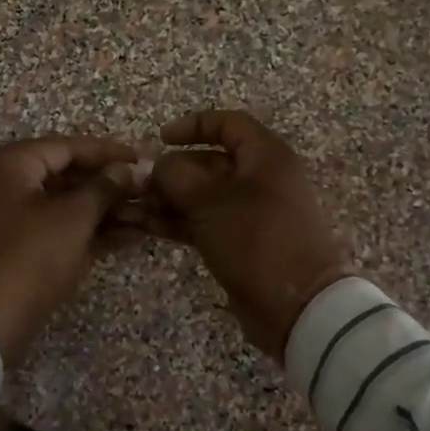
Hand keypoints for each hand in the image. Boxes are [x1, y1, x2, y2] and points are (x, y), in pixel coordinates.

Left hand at [0, 135, 139, 362]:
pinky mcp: (15, 247)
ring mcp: (7, 217)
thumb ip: (102, 188)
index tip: (142, 158)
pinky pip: (56, 228)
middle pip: (66, 175)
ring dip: (104, 211)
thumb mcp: (73, 219)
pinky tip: (128, 237)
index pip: (67, 147)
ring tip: (146, 216)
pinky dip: (87, 231)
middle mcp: (3, 183)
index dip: (108, 152)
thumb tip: (124, 170)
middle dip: (109, 186)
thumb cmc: (30, 259)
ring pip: (64, 205)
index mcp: (10, 165)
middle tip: (147, 190)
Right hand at [132, 110, 355, 361]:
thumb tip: (156, 165)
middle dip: (171, 170)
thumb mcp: (210, 201)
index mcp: (265, 156)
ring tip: (131, 208)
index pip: (228, 124)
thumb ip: (176, 176)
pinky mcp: (240, 243)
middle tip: (137, 184)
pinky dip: (178, 222)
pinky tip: (147, 226)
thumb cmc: (257, 239)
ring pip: (203, 196)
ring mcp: (250, 213)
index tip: (159, 138)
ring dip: (168, 199)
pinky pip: (204, 223)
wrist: (297, 306)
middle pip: (209, 163)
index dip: (193, 126)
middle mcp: (260, 179)